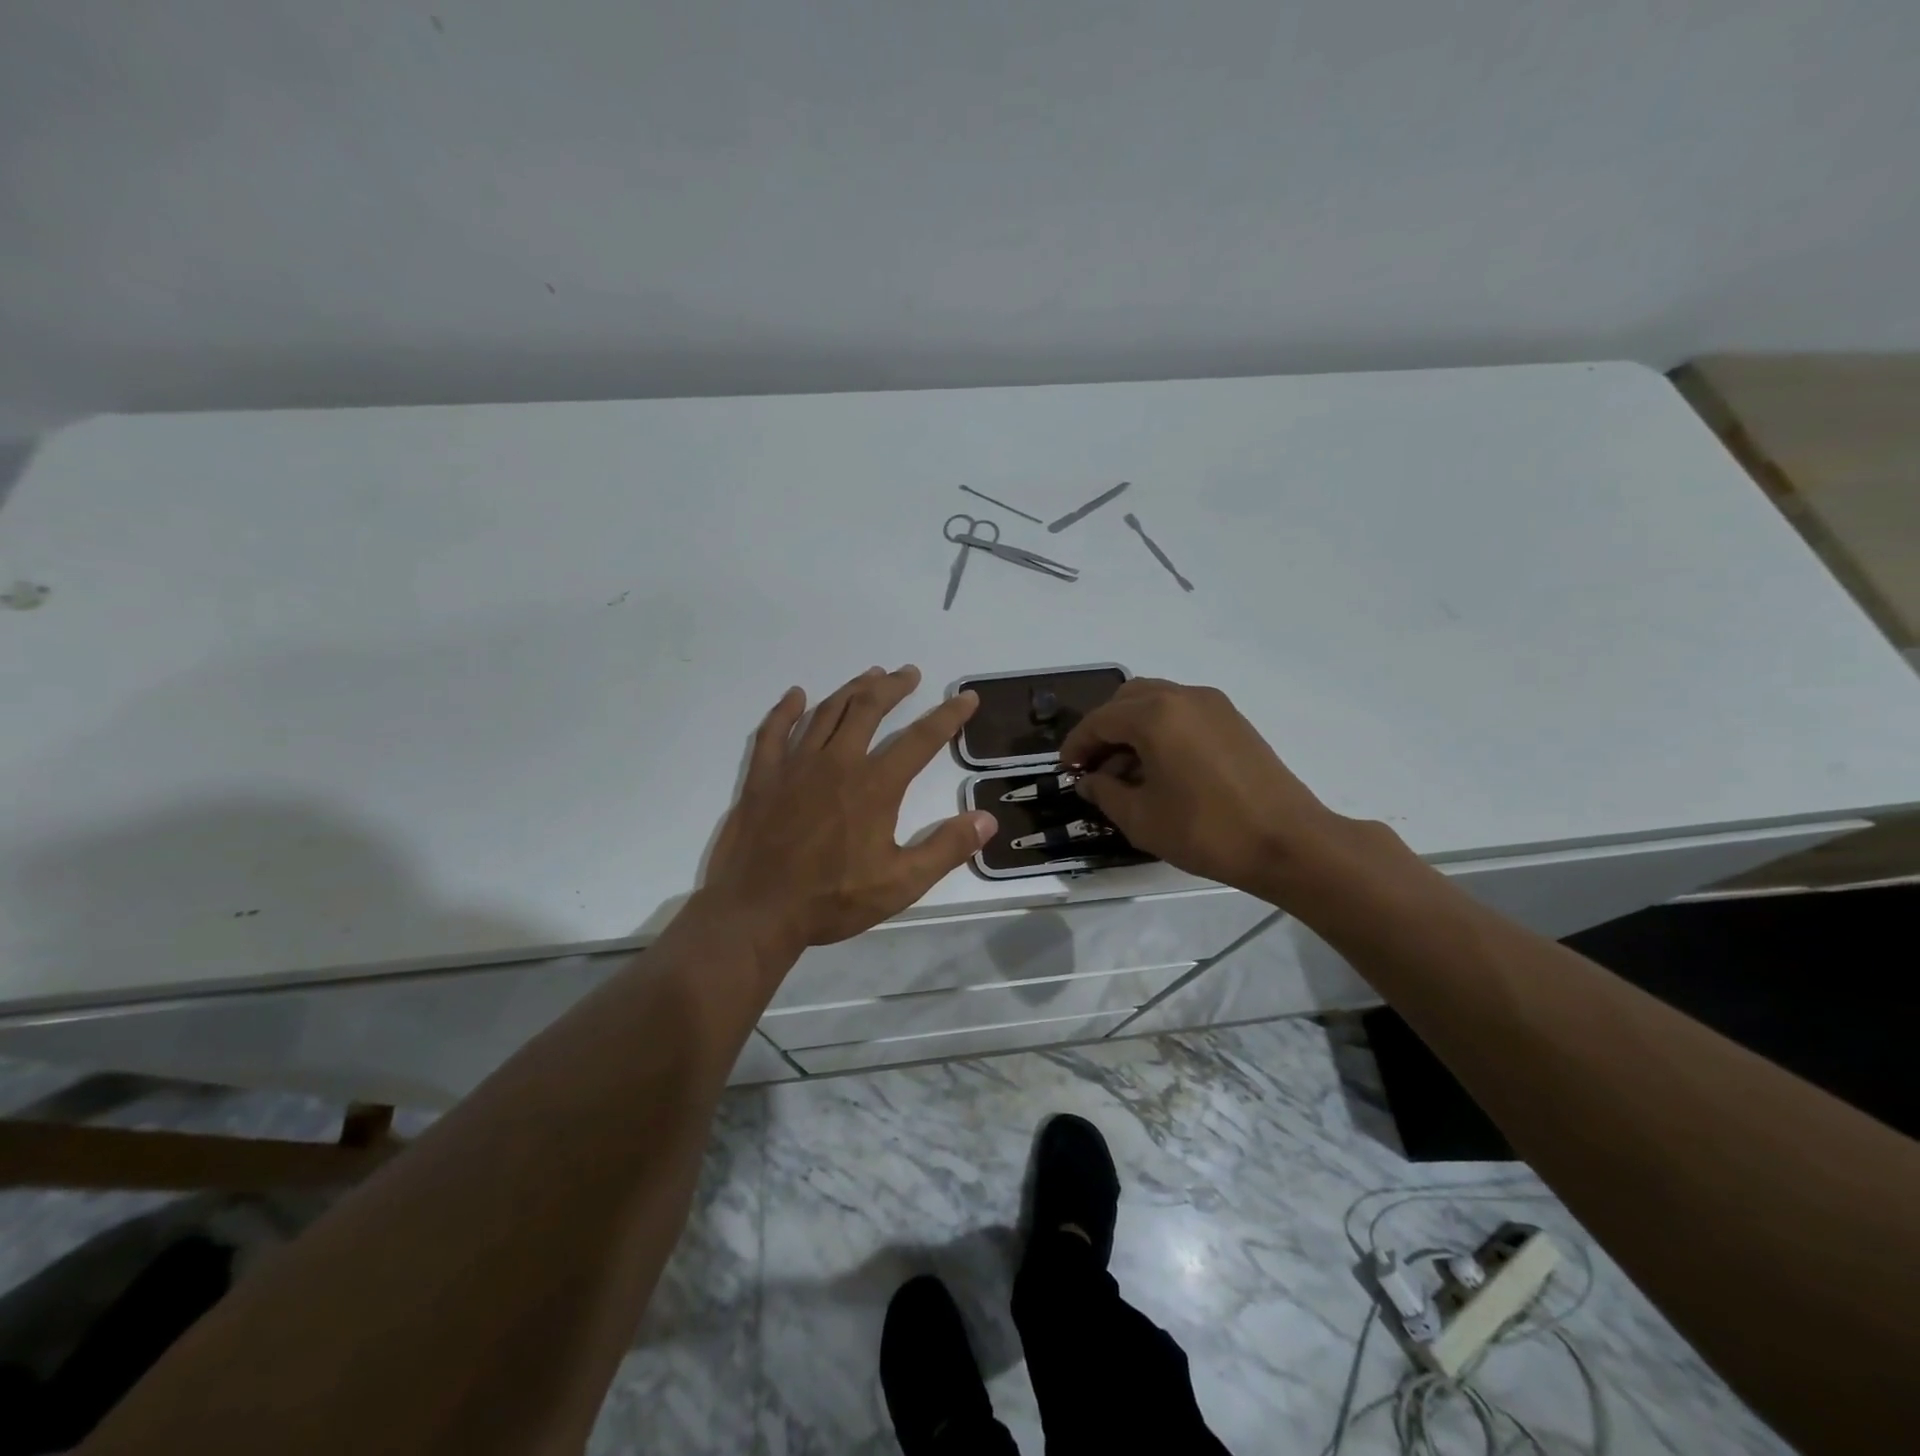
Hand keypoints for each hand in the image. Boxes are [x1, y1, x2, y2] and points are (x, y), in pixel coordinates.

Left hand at [702, 666, 995, 966]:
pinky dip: (786, 710)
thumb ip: (947, 848)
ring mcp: (795, 766)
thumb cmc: (832, 900)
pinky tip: (796, 696)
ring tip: (870, 676)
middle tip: (909, 673)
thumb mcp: (901, 883)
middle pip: (869, 709)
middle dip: (893, 687)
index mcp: (874, 786)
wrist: (757, 912)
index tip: (966, 698)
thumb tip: (987, 818)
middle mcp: (837, 763)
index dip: (948, 716)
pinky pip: (774, 732)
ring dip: (851, 689)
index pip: (921, 739)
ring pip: (827, 712)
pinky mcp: (763, 777)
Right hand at [1060, 678, 1350, 896]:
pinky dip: (1161, 729)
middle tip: (1095, 766)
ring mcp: (1213, 705)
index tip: (1067, 771)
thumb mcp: (1141, 818)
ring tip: (1127, 771)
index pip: (1100, 720)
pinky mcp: (1233, 720)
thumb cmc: (1205, 830)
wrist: (1288, 842)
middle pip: (1126, 699)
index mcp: (1155, 714)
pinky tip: (1161, 768)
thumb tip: (1090, 781)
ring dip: (1133, 728)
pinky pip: (1183, 713)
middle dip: (1104, 729)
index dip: (1077, 746)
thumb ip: (1105, 792)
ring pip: (1156, 701)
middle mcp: (1183, 696)